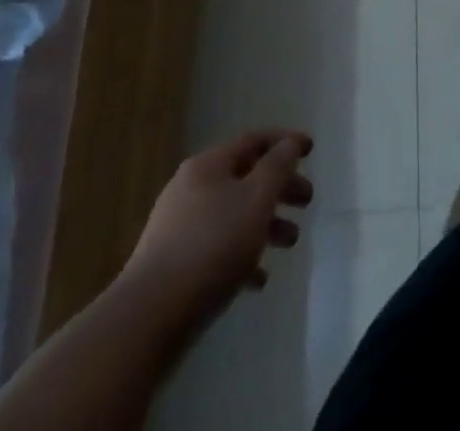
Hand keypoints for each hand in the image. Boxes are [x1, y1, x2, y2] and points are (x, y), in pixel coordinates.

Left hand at [120, 128, 314, 322]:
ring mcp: (179, 228)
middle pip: (246, 178)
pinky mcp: (174, 265)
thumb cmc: (212, 246)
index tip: (311, 150)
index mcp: (208, 166)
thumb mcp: (256, 199)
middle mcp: (191, 189)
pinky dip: (242, 256)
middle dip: (280, 188)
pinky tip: (259, 279)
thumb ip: (278, 167)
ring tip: (290, 242)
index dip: (285, 142)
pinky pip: (217, 250)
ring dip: (266, 224)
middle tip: (307, 201)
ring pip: (233, 215)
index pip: (254, 140)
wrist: (148, 319)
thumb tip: (289, 144)